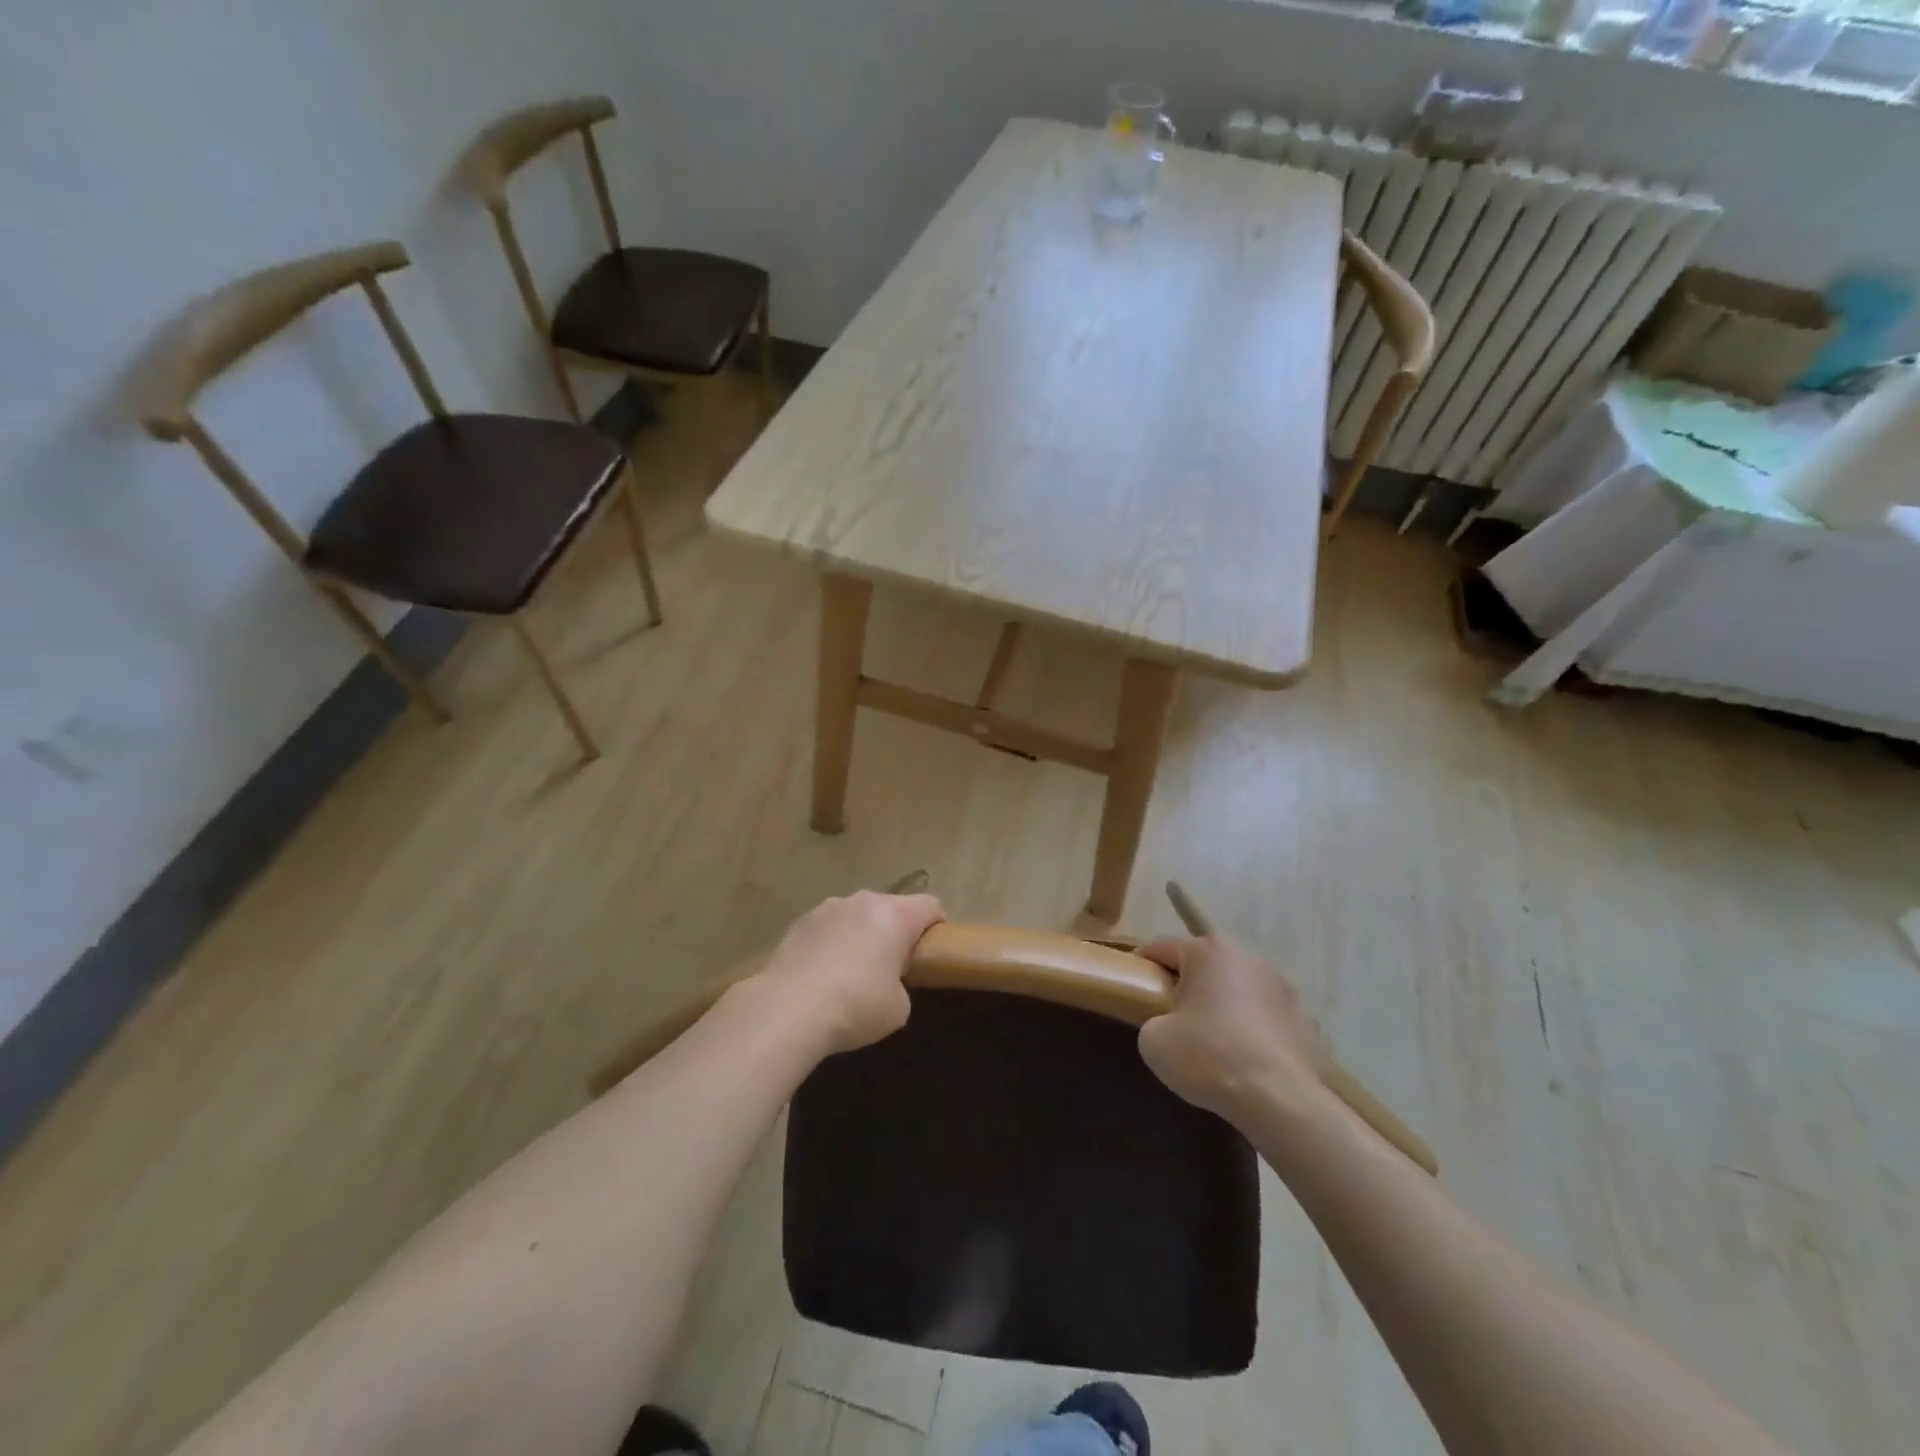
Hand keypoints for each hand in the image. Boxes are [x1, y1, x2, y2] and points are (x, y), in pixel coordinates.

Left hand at [755, 891, 944, 1054]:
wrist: (788, 1009)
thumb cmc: (856, 1005)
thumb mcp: (898, 1008)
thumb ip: (901, 984)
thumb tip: (886, 981)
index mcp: (895, 915)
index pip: (930, 905)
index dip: (936, 926)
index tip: (929, 953)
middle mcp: (863, 901)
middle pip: (891, 907)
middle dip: (895, 931)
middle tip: (891, 967)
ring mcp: (827, 908)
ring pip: (856, 915)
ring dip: (860, 934)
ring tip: (850, 971)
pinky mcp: (799, 922)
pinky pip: (827, 927)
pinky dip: (831, 943)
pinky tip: (821, 974)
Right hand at [1136, 934, 1329, 1122]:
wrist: (1281, 1101)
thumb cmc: (1209, 1057)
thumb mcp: (1153, 1039)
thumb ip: (1152, 1018)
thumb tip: (1167, 1022)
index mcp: (1208, 952)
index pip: (1162, 947)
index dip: (1143, 965)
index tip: (1133, 988)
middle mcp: (1248, 958)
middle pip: (1205, 964)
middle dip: (1187, 983)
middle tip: (1170, 1014)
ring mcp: (1283, 989)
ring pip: (1239, 988)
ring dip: (1224, 1004)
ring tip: (1212, 1039)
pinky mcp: (1306, 1021)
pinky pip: (1267, 1018)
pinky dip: (1253, 1029)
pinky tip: (1245, 1059)